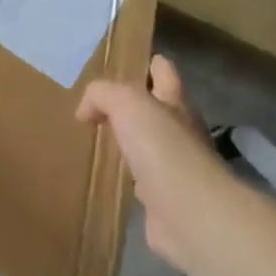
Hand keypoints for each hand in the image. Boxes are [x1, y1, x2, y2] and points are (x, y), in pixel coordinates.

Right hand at [77, 55, 235, 272]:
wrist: (189, 213)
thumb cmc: (162, 149)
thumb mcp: (128, 104)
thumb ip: (103, 95)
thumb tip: (85, 111)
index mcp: (176, 103)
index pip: (165, 73)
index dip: (153, 65)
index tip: (133, 62)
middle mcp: (180, 131)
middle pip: (159, 110)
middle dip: (138, 104)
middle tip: (102, 104)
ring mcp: (174, 167)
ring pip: (149, 145)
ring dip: (131, 141)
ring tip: (101, 137)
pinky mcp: (163, 199)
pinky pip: (142, 179)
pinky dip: (128, 175)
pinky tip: (111, 175)